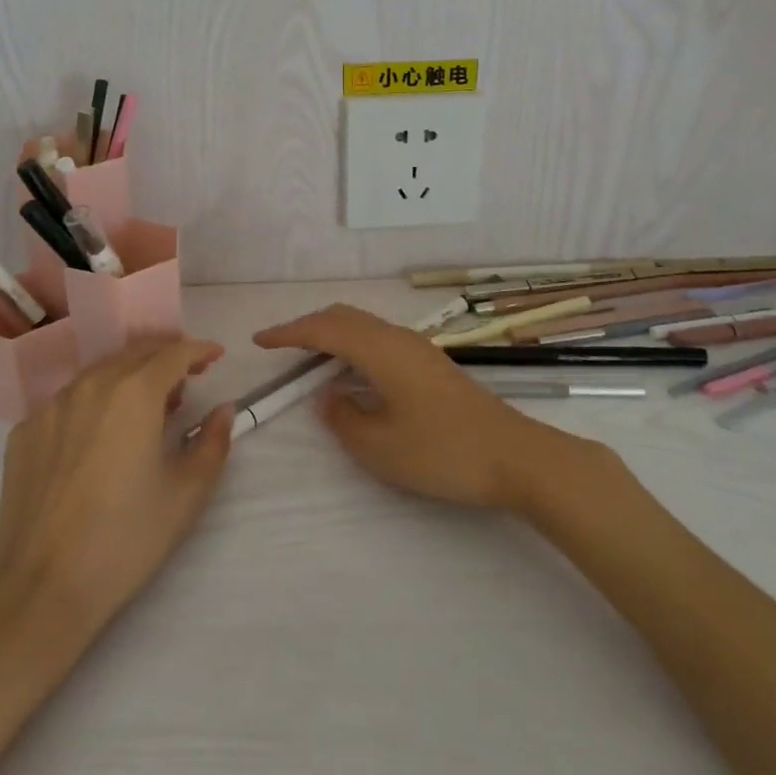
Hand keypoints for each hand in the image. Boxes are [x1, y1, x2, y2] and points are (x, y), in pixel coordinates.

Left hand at [0, 337, 234, 635]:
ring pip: (99, 372)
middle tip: (187, 376)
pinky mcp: (24, 431)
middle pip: (135, 353)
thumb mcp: (186, 494)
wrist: (39, 589)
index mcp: (134, 393)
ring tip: (147, 402)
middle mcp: (90, 385)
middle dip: (166, 356)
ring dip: (129, 375)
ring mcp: (51, 406)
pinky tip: (99, 431)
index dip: (199, 350)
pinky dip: (93, 401)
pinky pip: (68, 400)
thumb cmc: (124, 539)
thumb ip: (212, 443)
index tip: (216, 355)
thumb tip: (223, 409)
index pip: (174, 353)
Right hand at [253, 304, 564, 510]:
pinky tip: (352, 372)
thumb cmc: (443, 452)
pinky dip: (353, 345)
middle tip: (281, 346)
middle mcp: (398, 338)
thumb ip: (343, 418)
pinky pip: (379, 339)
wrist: (515, 457)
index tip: (260, 341)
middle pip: (344, 317)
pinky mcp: (431, 364)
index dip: (289, 333)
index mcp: (381, 351)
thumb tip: (326, 395)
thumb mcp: (381, 447)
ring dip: (332, 334)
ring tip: (309, 357)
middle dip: (308, 326)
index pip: (324, 330)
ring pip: (364, 326)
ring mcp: (418, 349)